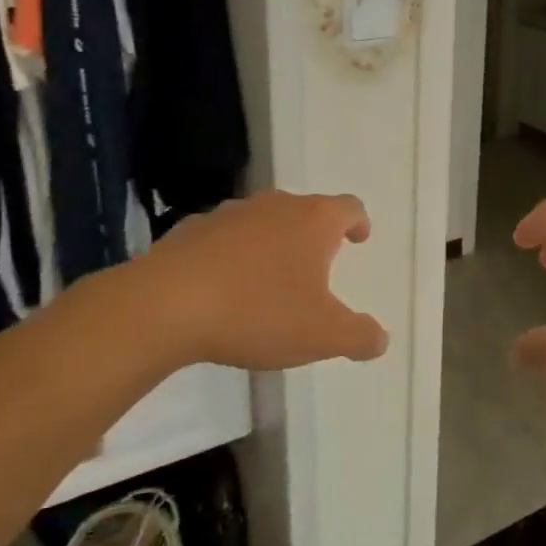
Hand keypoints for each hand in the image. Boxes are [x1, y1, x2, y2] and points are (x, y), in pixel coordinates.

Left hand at [137, 190, 388, 370]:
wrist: (166, 305)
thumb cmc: (258, 312)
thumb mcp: (322, 335)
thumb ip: (359, 336)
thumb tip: (379, 339)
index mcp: (313, 221)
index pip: (348, 207)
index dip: (358, 222)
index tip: (359, 237)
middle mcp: (274, 206)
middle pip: (305, 210)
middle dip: (314, 234)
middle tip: (317, 264)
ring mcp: (229, 214)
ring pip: (263, 221)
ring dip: (272, 243)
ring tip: (270, 279)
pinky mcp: (190, 230)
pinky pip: (223, 238)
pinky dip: (233, 255)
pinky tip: (224, 286)